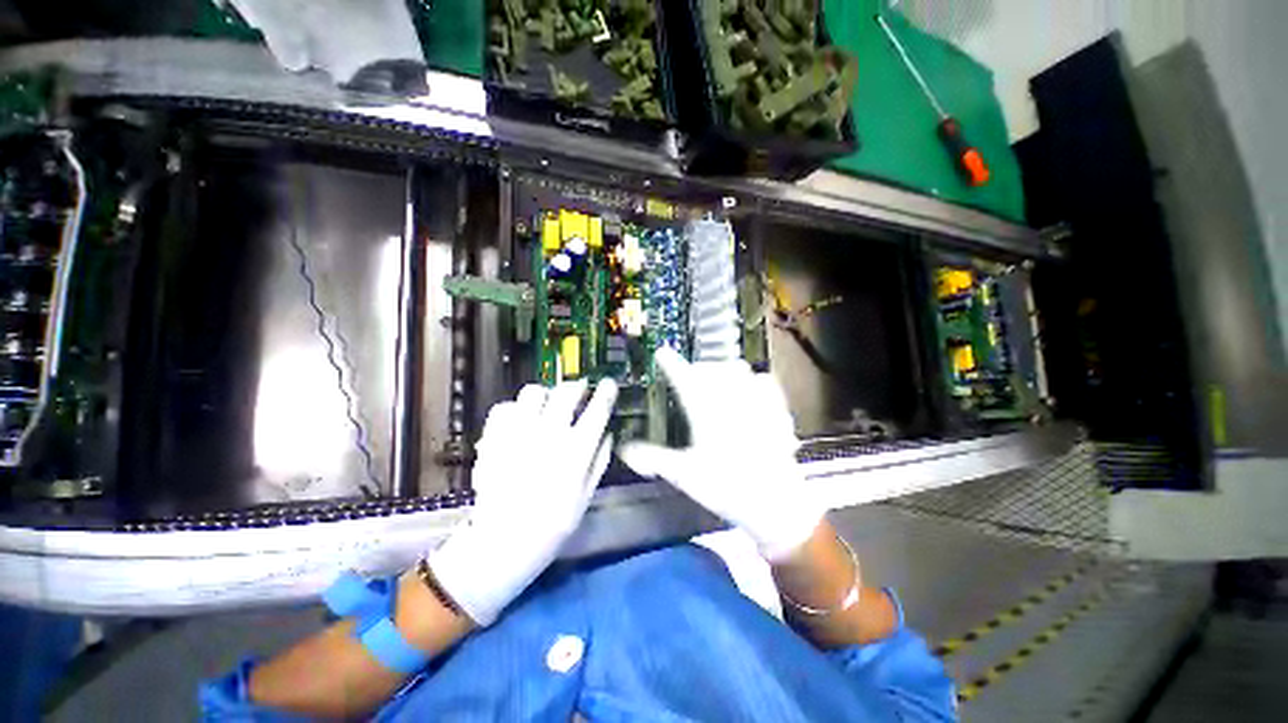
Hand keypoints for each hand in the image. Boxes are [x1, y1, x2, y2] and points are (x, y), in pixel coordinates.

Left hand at [429, 379, 617, 625]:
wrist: (503, 541)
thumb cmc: (553, 522)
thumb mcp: (587, 494)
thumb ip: (599, 459)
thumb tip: (607, 433)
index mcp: (576, 449)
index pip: (597, 409)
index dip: (605, 392)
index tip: (608, 383)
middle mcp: (549, 433)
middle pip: (566, 391)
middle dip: (577, 387)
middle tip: (579, 392)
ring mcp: (519, 433)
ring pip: (533, 392)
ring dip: (545, 395)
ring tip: (547, 405)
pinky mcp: (494, 437)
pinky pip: (504, 407)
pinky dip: (514, 409)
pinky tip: (519, 421)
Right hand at [619, 348, 822, 560]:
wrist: (774, 503)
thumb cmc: (726, 487)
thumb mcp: (683, 475)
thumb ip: (653, 458)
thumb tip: (624, 451)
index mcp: (705, 412)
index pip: (683, 378)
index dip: (671, 363)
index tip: (662, 352)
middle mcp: (729, 400)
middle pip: (712, 368)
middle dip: (698, 368)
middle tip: (691, 376)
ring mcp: (755, 402)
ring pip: (738, 369)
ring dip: (724, 370)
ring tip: (718, 381)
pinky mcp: (776, 410)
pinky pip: (765, 381)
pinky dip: (753, 380)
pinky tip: (751, 389)